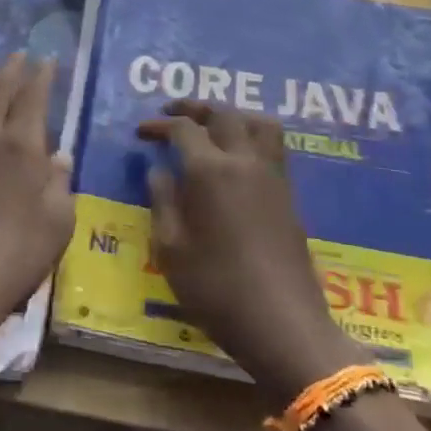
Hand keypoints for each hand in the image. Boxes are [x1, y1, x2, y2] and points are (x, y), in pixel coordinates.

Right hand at [138, 100, 364, 401]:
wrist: (282, 324)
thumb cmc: (215, 288)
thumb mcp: (170, 249)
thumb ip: (162, 202)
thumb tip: (158, 170)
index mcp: (210, 171)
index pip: (183, 129)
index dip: (159, 125)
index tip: (141, 132)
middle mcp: (244, 162)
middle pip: (223, 113)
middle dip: (194, 107)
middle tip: (171, 113)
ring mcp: (272, 176)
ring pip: (257, 122)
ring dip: (231, 114)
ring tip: (211, 126)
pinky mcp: (288, 194)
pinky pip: (272, 145)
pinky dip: (251, 134)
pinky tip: (236, 157)